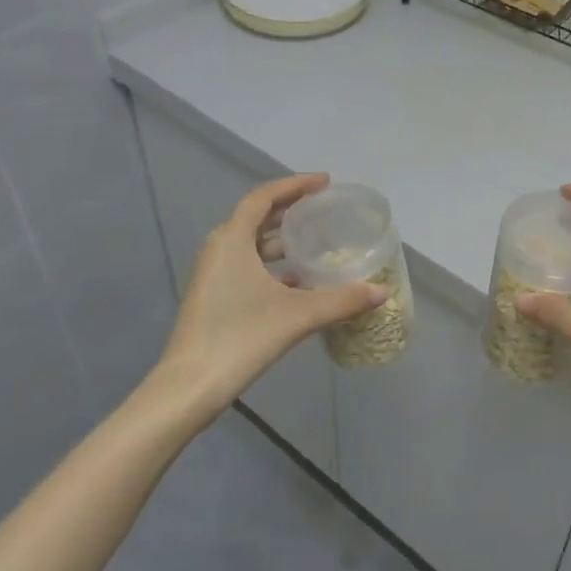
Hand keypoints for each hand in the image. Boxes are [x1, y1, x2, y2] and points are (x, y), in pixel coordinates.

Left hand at [156, 174, 383, 415]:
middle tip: (323, 210)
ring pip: (251, 245)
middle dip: (290, 211)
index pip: (263, 197)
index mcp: (232, 239)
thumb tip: (380, 292)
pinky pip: (246, 267)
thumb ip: (341, 301)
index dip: (294, 185)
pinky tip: (298, 284)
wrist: (190, 387)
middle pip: (256, 217)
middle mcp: (219, 249)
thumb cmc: (241, 337)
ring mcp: (213, 274)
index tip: (324, 183)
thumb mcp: (298, 316)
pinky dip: (271, 267)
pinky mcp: (213, 297)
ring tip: (315, 244)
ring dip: (281, 241)